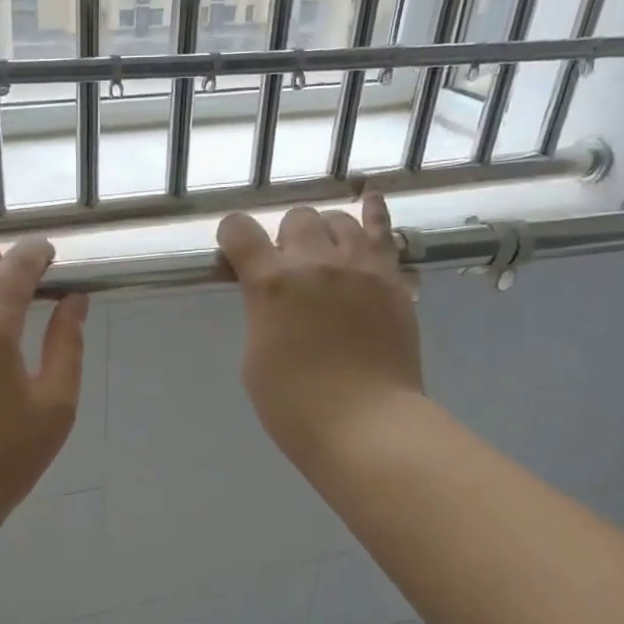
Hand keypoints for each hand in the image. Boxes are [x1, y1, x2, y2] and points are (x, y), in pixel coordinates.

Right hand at [217, 192, 423, 469]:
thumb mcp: (255, 357)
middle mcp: (315, 261)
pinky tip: (369, 198)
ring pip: (337, 219)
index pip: (239, 231)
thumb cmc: (295, 405)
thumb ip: (260, 313)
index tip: (233, 254)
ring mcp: (360, 266)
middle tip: (287, 271)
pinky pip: (383, 231)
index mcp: (271, 283)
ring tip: (324, 255)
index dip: (231, 237)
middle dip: (284, 238)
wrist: (366, 425)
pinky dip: (373, 212)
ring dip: (323, 233)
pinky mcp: (392, 279)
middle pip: (295, 218)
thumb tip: (269, 295)